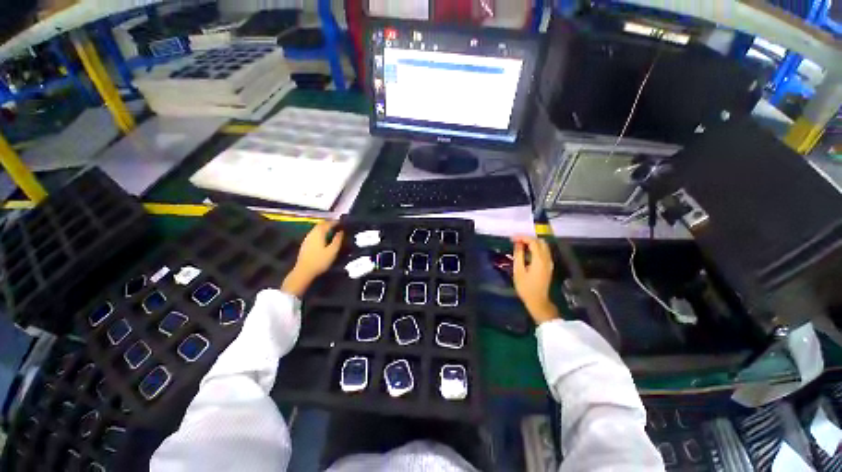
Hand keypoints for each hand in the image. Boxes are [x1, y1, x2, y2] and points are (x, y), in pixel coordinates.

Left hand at [282, 221, 343, 296]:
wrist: (304, 271)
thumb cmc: (320, 261)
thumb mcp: (333, 251)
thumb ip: (338, 240)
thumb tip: (341, 231)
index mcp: (319, 233)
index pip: (328, 223)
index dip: (335, 222)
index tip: (342, 222)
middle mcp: (312, 233)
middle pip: (321, 225)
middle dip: (329, 224)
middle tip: (337, 225)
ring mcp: (307, 238)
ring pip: (316, 229)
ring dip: (324, 228)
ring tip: (332, 231)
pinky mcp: (305, 244)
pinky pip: (314, 234)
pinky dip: (320, 233)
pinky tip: (324, 238)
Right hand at [512, 236, 559, 324]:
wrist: (538, 300)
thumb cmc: (525, 287)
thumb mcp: (518, 271)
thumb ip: (518, 255)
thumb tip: (518, 244)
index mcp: (539, 259)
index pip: (533, 242)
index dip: (523, 237)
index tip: (512, 238)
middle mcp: (547, 259)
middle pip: (540, 242)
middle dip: (528, 238)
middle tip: (516, 240)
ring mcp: (549, 262)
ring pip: (543, 246)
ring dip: (532, 242)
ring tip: (520, 244)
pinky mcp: (548, 266)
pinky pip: (543, 251)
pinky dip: (535, 248)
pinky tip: (526, 251)